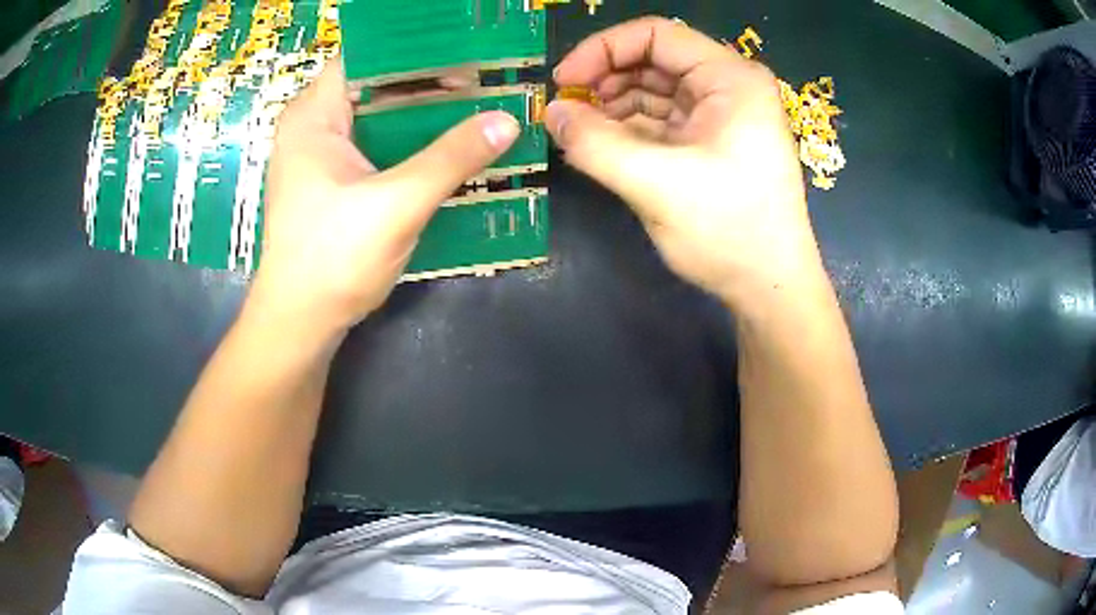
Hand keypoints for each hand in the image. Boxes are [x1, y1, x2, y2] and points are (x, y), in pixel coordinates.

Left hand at [251, 60, 519, 333]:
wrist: (302, 321)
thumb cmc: (333, 258)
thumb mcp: (397, 204)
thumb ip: (452, 158)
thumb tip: (507, 121)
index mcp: (314, 115)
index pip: (367, 56)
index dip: (416, 47)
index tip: (467, 49)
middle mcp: (315, 125)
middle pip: (377, 83)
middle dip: (430, 81)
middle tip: (485, 80)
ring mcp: (324, 154)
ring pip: (381, 115)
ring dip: (425, 113)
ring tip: (478, 107)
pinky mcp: (336, 179)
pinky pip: (380, 145)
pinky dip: (413, 142)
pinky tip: (450, 146)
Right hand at [546, 17, 821, 306]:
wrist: (770, 288)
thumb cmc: (730, 231)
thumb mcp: (657, 184)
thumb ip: (596, 144)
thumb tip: (551, 113)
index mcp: (730, 79)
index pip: (656, 35)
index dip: (602, 49)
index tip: (564, 81)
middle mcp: (728, 88)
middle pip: (654, 61)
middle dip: (605, 79)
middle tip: (567, 111)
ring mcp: (721, 117)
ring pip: (654, 92)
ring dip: (613, 106)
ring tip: (579, 133)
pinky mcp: (710, 144)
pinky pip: (661, 122)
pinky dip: (628, 130)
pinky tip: (601, 146)